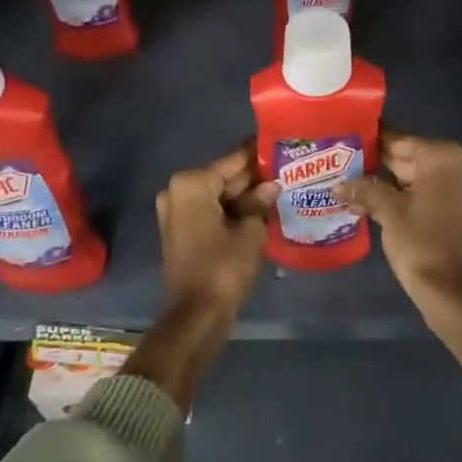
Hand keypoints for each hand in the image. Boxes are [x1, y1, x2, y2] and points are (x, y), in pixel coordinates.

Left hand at [155, 144, 277, 318]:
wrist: (197, 316)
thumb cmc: (223, 267)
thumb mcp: (250, 231)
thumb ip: (260, 202)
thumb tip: (272, 185)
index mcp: (191, 184)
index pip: (233, 160)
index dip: (258, 155)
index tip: (281, 146)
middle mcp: (178, 192)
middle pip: (224, 177)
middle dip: (252, 177)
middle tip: (286, 170)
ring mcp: (176, 213)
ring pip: (218, 195)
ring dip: (245, 195)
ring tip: (280, 188)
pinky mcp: (181, 232)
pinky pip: (211, 212)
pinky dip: (232, 211)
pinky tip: (261, 210)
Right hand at [335, 133, 461, 387]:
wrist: (454, 293)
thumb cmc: (420, 244)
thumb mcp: (388, 212)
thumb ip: (364, 189)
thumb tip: (339, 185)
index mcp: (444, 157)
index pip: (402, 141)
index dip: (375, 143)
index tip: (353, 141)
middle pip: (416, 159)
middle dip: (385, 165)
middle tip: (353, 166)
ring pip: (428, 178)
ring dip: (400, 183)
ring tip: (364, 186)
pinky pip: (441, 193)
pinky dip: (419, 196)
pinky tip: (390, 204)